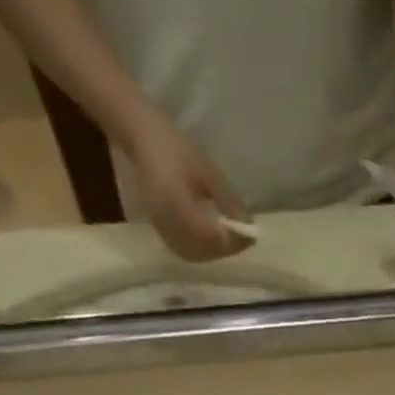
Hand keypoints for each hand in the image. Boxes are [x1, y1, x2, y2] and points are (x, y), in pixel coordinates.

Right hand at [127, 112, 254, 261]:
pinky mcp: (161, 232)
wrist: (143, 140)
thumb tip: (248, 226)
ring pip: (196, 254)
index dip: (233, 240)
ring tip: (230, 239)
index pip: (210, 235)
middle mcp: (168, 222)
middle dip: (226, 248)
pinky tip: (214, 240)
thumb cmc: (176, 149)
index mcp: (177, 204)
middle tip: (244, 239)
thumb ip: (228, 200)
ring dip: (216, 252)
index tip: (251, 235)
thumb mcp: (208, 171)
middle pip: (204, 250)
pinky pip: (185, 251)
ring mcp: (162, 229)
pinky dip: (203, 251)